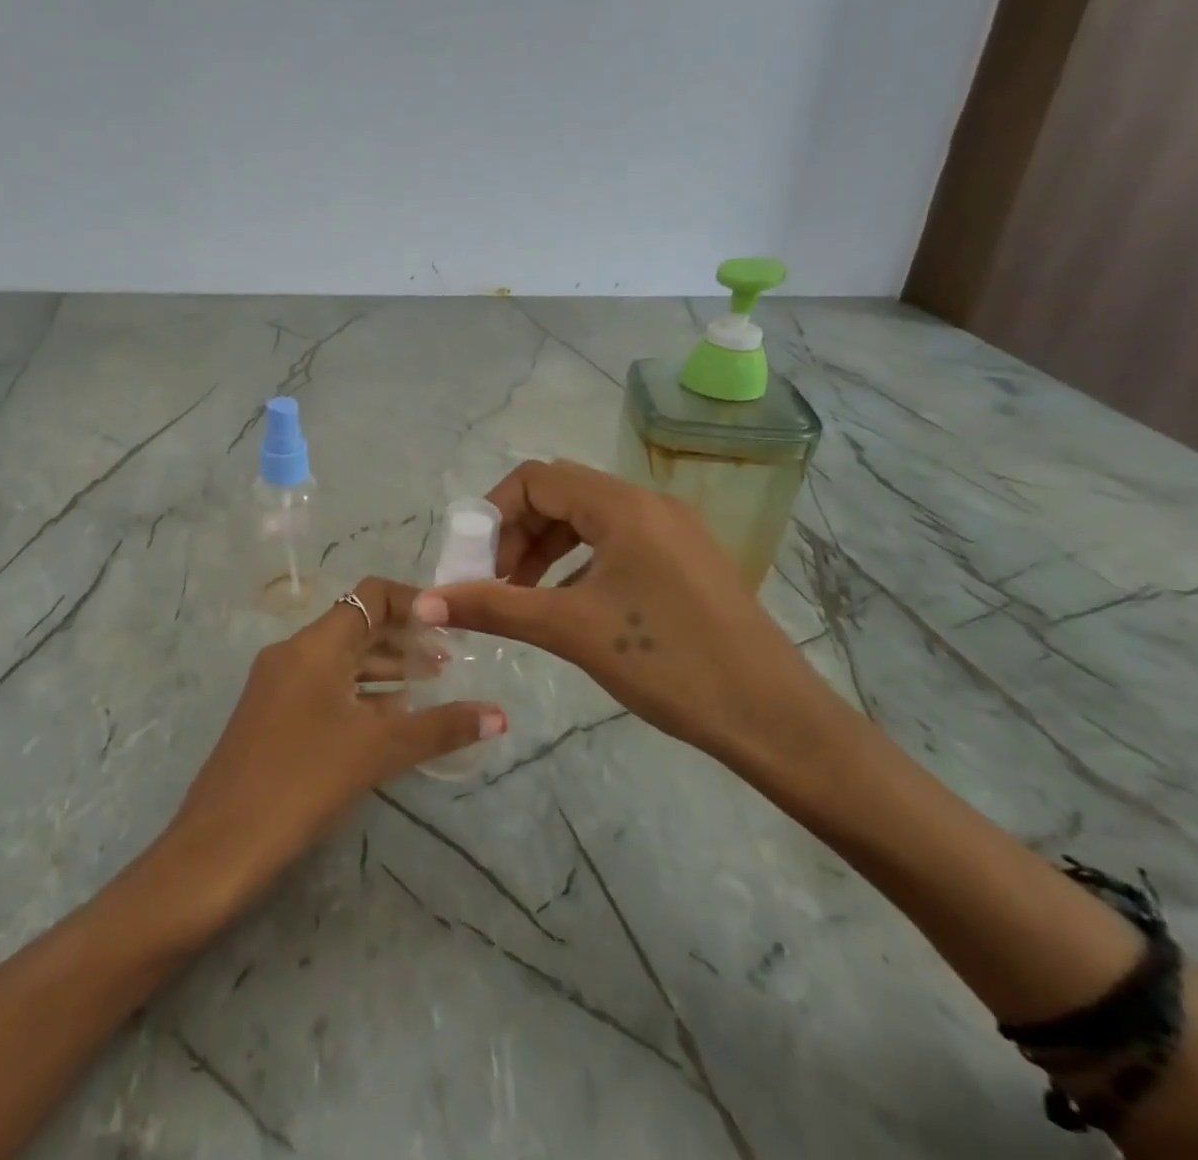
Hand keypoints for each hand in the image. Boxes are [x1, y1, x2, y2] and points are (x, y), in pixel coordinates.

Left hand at [161, 577, 506, 927]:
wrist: (219, 846)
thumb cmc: (302, 781)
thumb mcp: (378, 750)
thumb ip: (441, 727)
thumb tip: (500, 715)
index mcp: (315, 645)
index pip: (371, 596)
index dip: (414, 603)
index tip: (451, 627)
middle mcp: (294, 653)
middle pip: (357, 626)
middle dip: (404, 640)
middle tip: (450, 663)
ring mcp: (277, 684)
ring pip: (341, 660)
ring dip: (384, 669)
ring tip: (429, 689)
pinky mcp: (271, 715)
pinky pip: (324, 687)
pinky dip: (360, 693)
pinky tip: (388, 719)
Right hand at [411, 459, 828, 765]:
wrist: (774, 718)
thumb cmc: (668, 663)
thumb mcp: (570, 630)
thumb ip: (493, 607)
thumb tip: (423, 603)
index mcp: (623, 506)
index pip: (536, 479)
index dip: (494, 514)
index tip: (475, 563)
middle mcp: (649, 503)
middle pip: (561, 494)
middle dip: (518, 533)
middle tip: (495, 584)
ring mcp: (673, 529)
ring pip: (589, 518)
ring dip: (546, 548)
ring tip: (525, 596)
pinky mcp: (686, 558)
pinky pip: (617, 540)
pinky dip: (580, 561)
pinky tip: (571, 604)